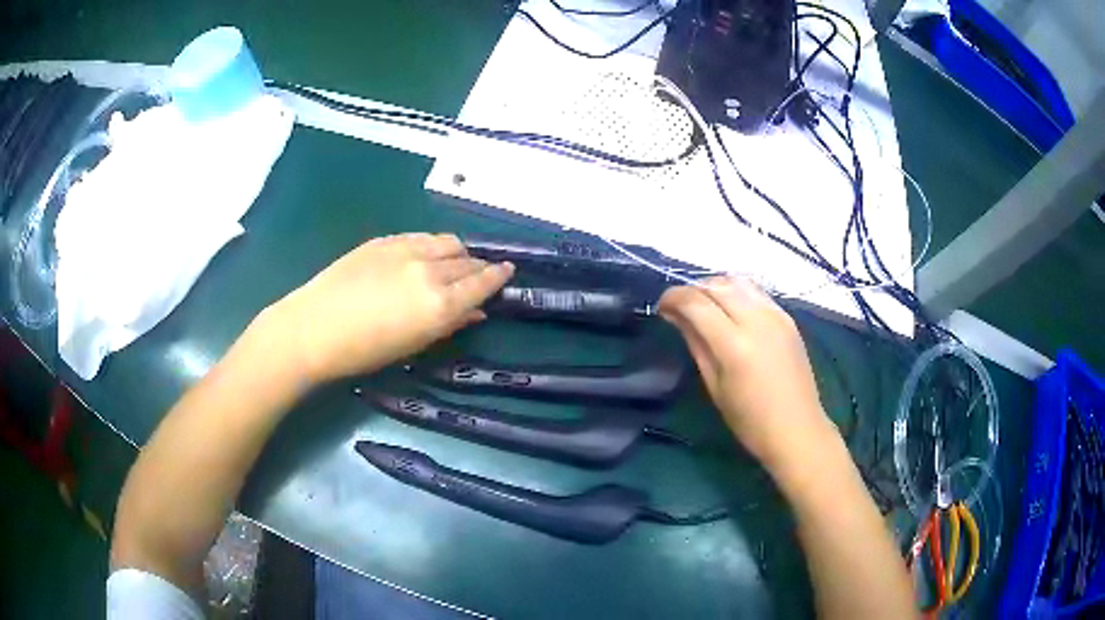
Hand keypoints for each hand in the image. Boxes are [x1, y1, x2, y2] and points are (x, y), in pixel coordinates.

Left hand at [263, 233, 513, 384]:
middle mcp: (430, 270)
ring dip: (457, 252)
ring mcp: (406, 250)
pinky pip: (421, 237)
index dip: (498, 276)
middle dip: (478, 266)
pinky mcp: (385, 240)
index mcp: (440, 303)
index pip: (482, 282)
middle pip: (467, 260)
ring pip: (446, 241)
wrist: (314, 328)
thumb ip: (450, 324)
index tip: (508, 271)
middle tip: (480, 274)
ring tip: (453, 262)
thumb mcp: (413, 344)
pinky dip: (432, 245)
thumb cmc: (364, 351)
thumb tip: (476, 311)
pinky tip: (424, 255)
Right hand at [658, 276, 834, 469]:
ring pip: (737, 281)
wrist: (797, 429)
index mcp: (734, 344)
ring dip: (715, 286)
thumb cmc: (749, 420)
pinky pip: (756, 291)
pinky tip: (731, 310)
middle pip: (716, 285)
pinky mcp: (787, 317)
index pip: (696, 302)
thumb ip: (696, 343)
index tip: (661, 307)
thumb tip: (676, 316)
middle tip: (680, 308)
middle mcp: (756, 320)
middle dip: (692, 289)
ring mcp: (775, 315)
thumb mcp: (714, 385)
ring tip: (705, 305)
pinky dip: (736, 292)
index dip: (673, 298)